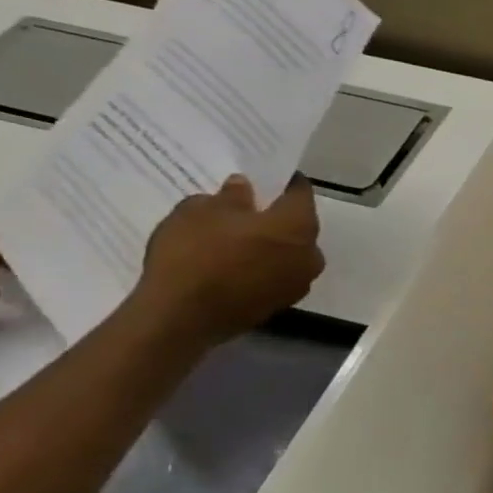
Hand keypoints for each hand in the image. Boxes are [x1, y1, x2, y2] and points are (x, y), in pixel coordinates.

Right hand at [132, 175, 323, 343]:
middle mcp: (310, 255)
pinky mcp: (281, 303)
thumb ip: (230, 197)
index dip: (285, 182)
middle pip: (299, 225)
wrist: (182, 317)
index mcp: (299, 226)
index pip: (301, 194)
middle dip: (278, 214)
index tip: (270, 175)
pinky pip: (277, 274)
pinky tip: (236, 262)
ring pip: (290, 252)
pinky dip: (263, 265)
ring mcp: (299, 283)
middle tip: (250, 205)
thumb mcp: (201, 211)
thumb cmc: (195, 254)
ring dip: (272, 242)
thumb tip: (244, 188)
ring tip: (240, 234)